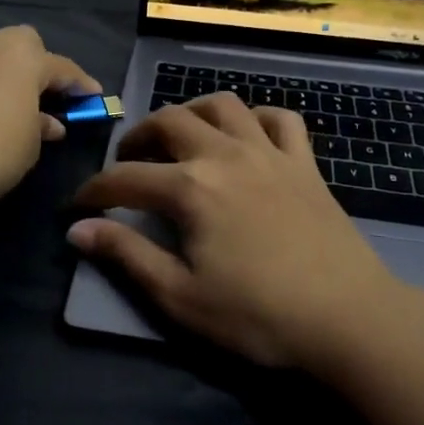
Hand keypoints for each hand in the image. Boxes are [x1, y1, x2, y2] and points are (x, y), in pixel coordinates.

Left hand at [0, 26, 100, 210]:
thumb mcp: (29, 146)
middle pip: (21, 45)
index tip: (94, 99)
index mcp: (23, 57)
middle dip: (36, 64)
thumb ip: (41, 128)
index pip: (62, 67)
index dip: (81, 85)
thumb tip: (47, 123)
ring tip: (9, 106)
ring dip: (2, 75)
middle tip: (45, 95)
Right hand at [67, 94, 402, 369]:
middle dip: (137, 137)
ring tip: (180, 138)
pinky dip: (256, 118)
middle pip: (169, 121)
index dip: (93, 191)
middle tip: (127, 163)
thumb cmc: (258, 315)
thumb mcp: (180, 296)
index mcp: (190, 188)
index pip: (125, 178)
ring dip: (192, 113)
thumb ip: (127, 256)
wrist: (348, 318)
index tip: (75, 207)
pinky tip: (246, 137)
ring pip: (222, 106)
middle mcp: (225, 155)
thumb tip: (77, 230)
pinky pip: (279, 119)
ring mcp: (268, 152)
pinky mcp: (304, 162)